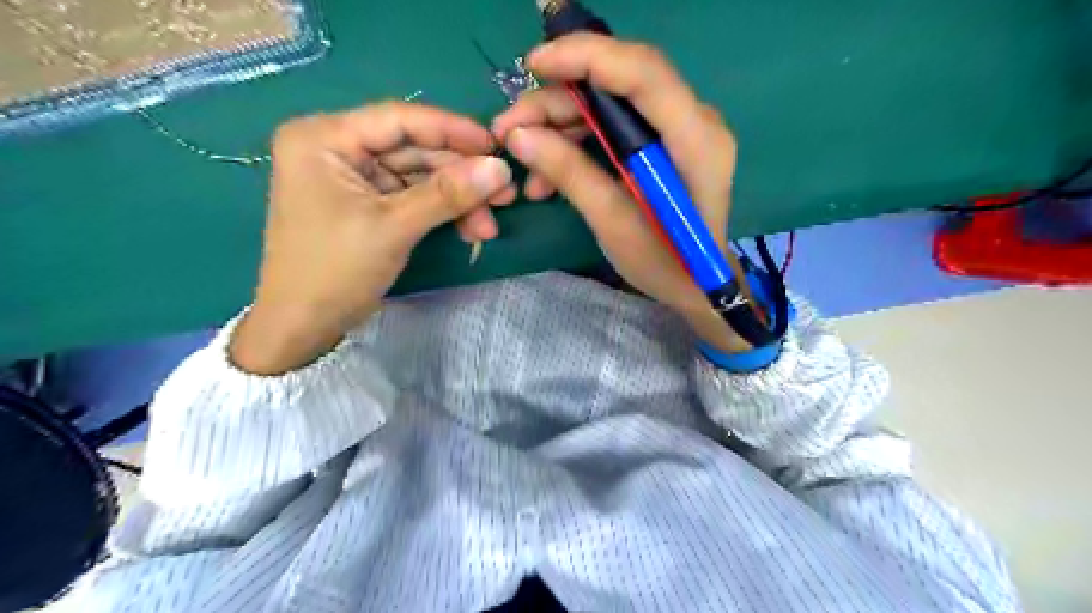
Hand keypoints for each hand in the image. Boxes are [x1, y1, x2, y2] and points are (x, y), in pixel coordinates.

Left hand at [228, 104, 517, 375]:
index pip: (399, 120)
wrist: (303, 326)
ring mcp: (354, 178)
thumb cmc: (335, 271)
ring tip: (490, 224)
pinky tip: (471, 229)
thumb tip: (502, 169)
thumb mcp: (394, 228)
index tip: (496, 145)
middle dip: (461, 176)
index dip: (452, 130)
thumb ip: (448, 194)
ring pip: (419, 177)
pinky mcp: (368, 204)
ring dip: (458, 200)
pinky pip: (414, 198)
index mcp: (324, 138)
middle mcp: (337, 148)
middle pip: (414, 150)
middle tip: (506, 194)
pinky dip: (443, 213)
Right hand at [496, 32, 750, 354]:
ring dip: (561, 123)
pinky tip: (548, 170)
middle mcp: (695, 121)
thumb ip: (570, 174)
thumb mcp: (613, 224)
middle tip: (510, 126)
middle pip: (621, 82)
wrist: (696, 285)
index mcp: (695, 141)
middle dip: (559, 98)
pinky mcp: (665, 142)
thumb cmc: (664, 264)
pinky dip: (577, 140)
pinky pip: (614, 125)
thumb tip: (518, 136)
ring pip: (611, 102)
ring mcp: (680, 129)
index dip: (587, 58)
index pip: (643, 73)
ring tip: (523, 155)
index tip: (533, 67)